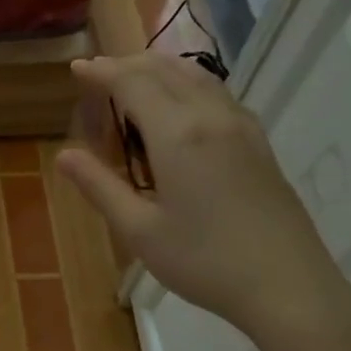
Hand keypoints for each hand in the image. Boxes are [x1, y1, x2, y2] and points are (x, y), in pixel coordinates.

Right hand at [57, 54, 350, 350]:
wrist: (286, 285)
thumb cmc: (203, 261)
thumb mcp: (139, 230)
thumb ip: (100, 187)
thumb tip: (64, 156)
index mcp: (178, 134)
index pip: (133, 84)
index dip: (103, 73)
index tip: (77, 68)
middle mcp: (211, 117)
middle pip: (166, 70)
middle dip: (128, 64)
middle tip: (99, 73)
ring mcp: (242, 127)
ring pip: (197, 77)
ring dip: (160, 69)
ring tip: (134, 78)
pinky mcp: (258, 143)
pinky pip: (217, 94)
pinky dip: (187, 84)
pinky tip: (180, 105)